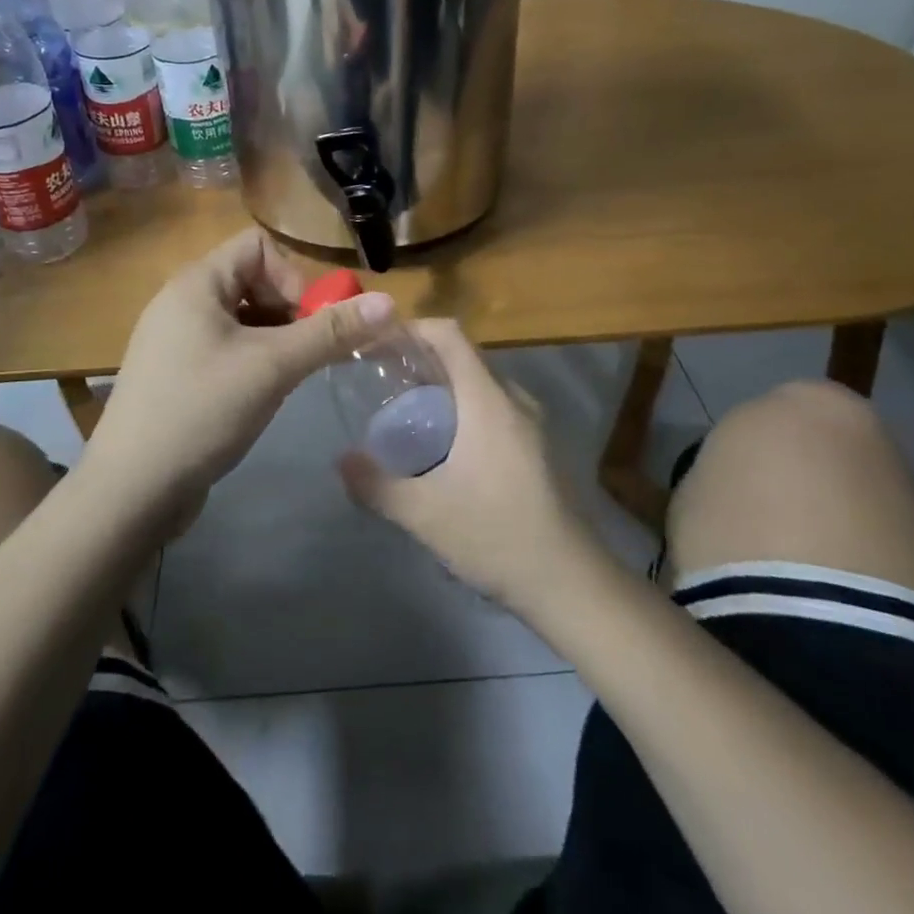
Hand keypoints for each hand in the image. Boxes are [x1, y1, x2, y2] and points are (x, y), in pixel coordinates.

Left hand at [89, 229, 394, 526]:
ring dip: (275, 339)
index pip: (257, 246)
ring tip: (287, 378)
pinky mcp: (176, 374)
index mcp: (196, 284)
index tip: (308, 323)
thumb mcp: (273, 367)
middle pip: (251, 281)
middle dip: (288, 312)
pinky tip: (262, 396)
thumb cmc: (201, 411)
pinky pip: (226, 349)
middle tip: (305, 355)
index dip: (292, 277)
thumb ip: (331, 332)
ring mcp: (175, 340)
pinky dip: (253, 361)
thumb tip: (389, 302)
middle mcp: (181, 302)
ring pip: (242, 319)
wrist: (130, 490)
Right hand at [338, 320, 600, 615]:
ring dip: (443, 389)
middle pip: (463, 358)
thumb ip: (376, 485)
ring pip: (480, 386)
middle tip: (382, 382)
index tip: (378, 341)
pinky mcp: (539, 448)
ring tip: (406, 414)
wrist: (572, 585)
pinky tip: (444, 448)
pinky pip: (494, 409)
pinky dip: (464, 411)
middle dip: (421, 361)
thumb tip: (341, 461)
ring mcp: (532, 424)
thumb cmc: (497, 536)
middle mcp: (514, 400)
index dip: (413, 328)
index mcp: (488, 400)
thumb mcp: (425, 514)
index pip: (450, 335)